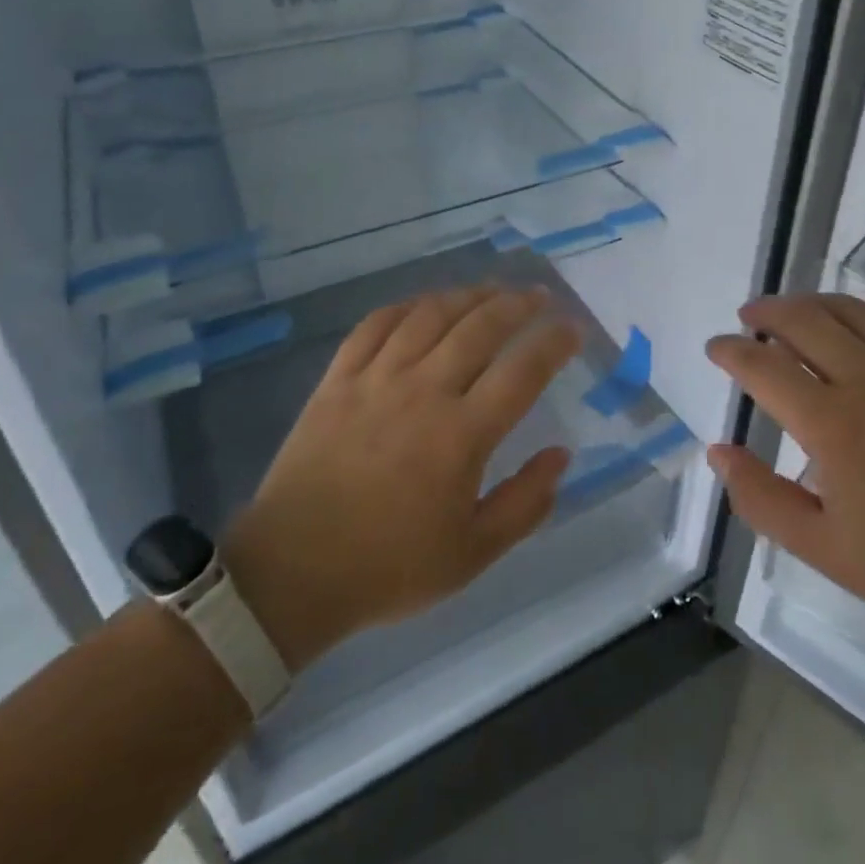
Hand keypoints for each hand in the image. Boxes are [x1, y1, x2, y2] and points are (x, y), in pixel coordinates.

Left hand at [222, 286, 580, 670]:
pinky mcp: (338, 379)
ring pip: (431, 314)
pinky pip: (376, 324)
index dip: (555, 343)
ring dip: (468, 295)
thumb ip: (526, 503)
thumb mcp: (472, 554)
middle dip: (518, 303)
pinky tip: (425, 305)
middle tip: (539, 297)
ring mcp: (376, 379)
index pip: (522, 371)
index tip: (573, 329)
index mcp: (461, 435)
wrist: (291, 574)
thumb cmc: (388, 567)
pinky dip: (407, 306)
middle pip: (480, 326)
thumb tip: (562, 454)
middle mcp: (423, 392)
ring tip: (492, 289)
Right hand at [705, 293, 864, 652]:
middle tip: (747, 319)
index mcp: (833, 423)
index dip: (730, 351)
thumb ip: (762, 499)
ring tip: (791, 315)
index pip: (763, 365)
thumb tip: (718, 451)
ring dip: (810, 305)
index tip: (715, 348)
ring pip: (850, 310)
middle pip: (803, 319)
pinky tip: (860, 333)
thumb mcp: (827, 552)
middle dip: (764, 312)